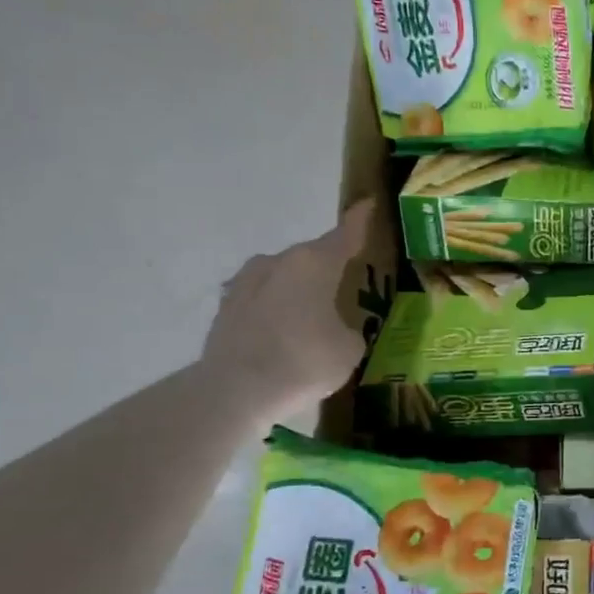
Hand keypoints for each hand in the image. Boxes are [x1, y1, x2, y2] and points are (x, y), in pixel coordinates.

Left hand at [202, 197, 376, 418]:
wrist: (235, 390)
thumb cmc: (304, 361)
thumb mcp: (349, 349)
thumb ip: (348, 329)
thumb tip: (336, 328)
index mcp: (315, 263)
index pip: (346, 233)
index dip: (360, 220)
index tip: (367, 204)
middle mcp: (279, 261)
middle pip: (312, 258)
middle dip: (328, 270)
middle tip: (344, 290)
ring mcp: (247, 281)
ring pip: (284, 278)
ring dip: (298, 291)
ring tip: (310, 318)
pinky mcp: (226, 306)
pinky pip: (263, 300)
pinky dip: (276, 311)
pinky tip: (282, 335)